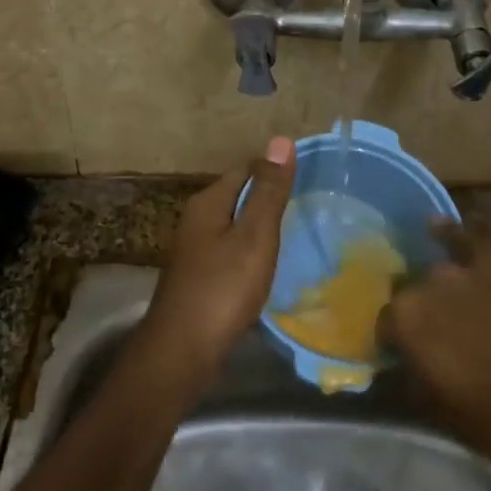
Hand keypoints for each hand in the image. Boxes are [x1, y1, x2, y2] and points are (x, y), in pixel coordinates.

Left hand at [138, 137, 296, 380]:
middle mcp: (196, 219)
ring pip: (234, 224)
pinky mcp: (199, 275)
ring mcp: (194, 249)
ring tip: (295, 232)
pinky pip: (230, 249)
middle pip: (238, 194)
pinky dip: (250, 250)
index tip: (308, 178)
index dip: (274, 169)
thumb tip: (280, 140)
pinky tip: (267, 265)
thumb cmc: (222, 288)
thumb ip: (269, 191)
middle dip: (268, 196)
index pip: (245, 169)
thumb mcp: (254, 236)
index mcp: (208, 202)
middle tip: (308, 205)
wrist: (182, 350)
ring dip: (260, 225)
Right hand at [383, 223, 490, 473]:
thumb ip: (418, 382)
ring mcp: (468, 265)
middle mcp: (429, 283)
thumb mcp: (448, 416)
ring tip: (446, 293)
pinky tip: (440, 227)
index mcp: (407, 322)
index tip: (403, 356)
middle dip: (421, 311)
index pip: (385, 326)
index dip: (394, 342)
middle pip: (414, 293)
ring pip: (442, 268)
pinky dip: (455, 234)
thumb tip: (407, 367)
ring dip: (442, 284)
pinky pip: (472, 238)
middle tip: (437, 334)